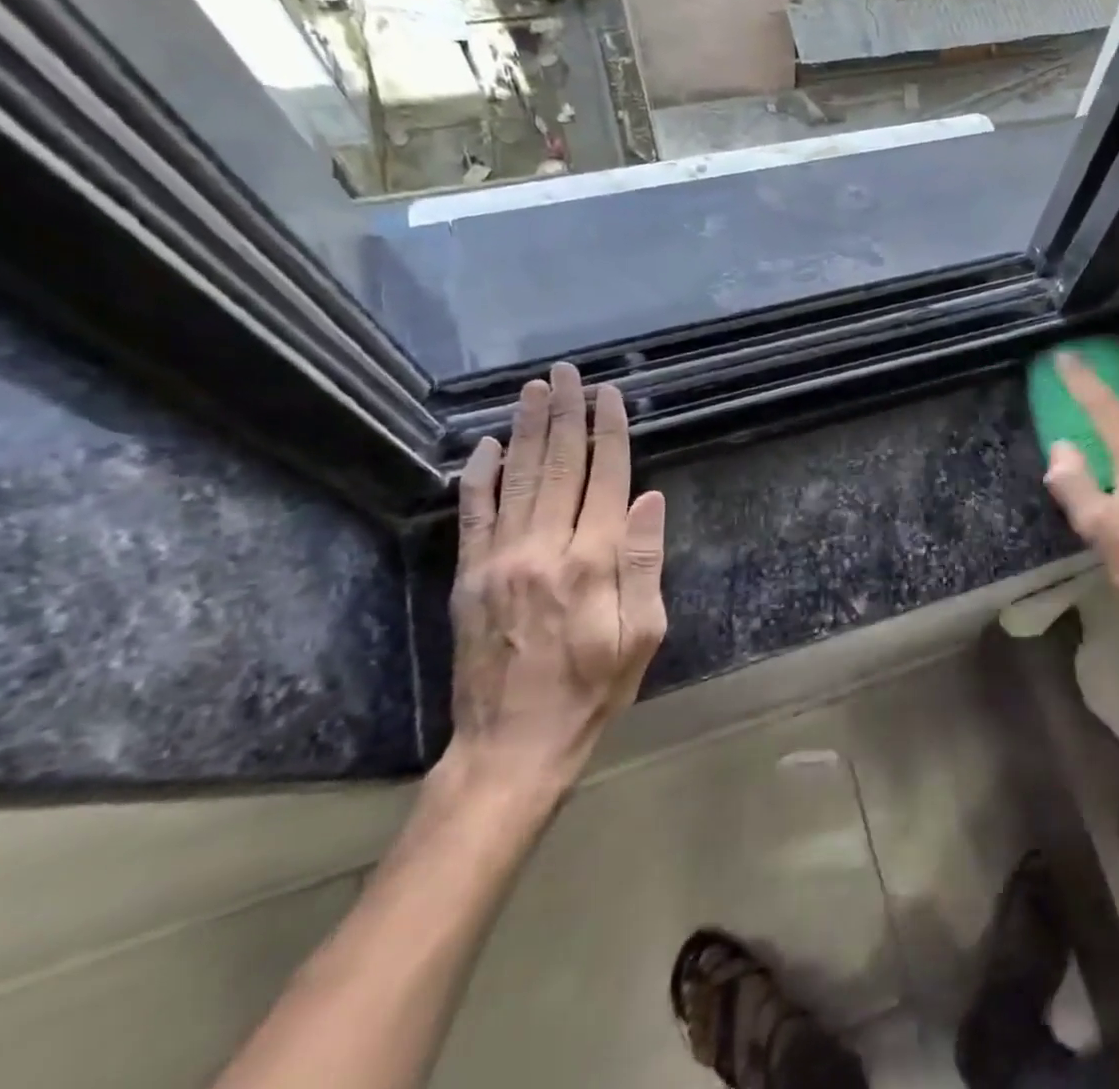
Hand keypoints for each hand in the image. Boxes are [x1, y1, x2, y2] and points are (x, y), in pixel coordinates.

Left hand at [439, 363, 666, 805]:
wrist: (512, 745)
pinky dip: (480, 475)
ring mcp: (500, 560)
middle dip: (565, 414)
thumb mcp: (643, 635)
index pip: (605, 478)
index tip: (609, 395)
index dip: (609, 432)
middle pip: (558, 465)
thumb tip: (649, 500)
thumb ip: (645, 563)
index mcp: (592, 562)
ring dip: (526, 430)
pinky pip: (475, 514)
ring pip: (517, 478)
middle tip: (566, 373)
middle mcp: (545, 548)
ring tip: (534, 390)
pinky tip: (486, 445)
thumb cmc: (593, 690)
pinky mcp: (470, 576)